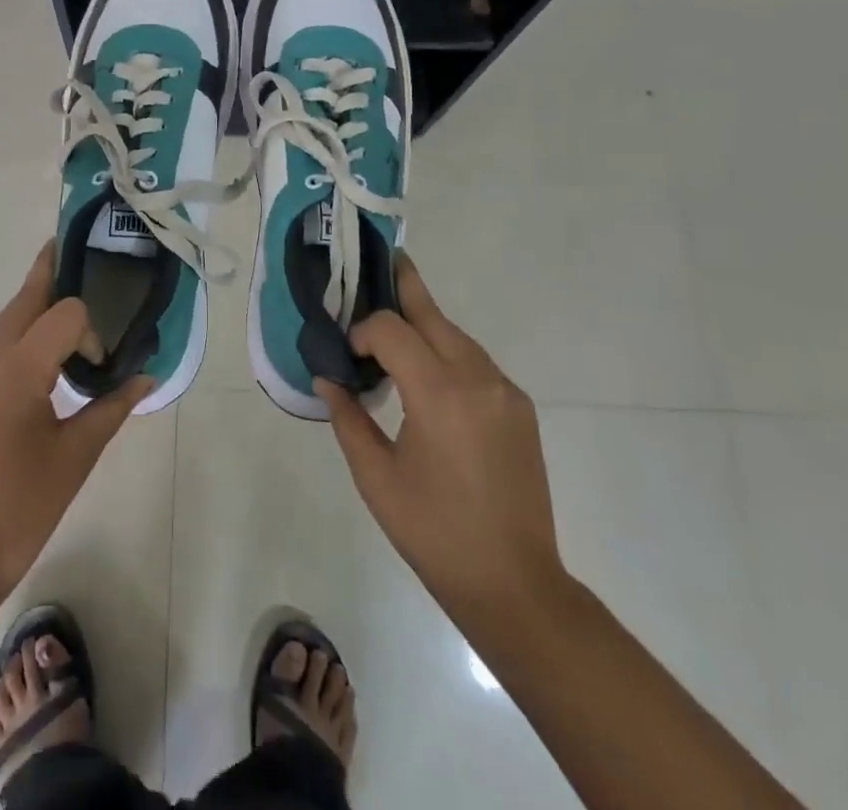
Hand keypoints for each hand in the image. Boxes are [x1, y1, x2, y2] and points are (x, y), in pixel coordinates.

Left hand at [0, 245, 151, 608]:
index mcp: (15, 369)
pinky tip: (26, 377)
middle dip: (52, 279)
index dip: (89, 330)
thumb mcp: (75, 457)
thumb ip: (112, 407)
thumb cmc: (18, 511)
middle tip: (78, 258)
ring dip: (31, 317)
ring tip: (61, 332)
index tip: (98, 365)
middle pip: (24, 299)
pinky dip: (9, 346)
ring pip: (1, 323)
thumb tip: (146, 377)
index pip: (64, 312)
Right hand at [316, 255, 562, 621]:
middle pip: (433, 314)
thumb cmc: (434, 532)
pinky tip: (430, 374)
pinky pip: (477, 362)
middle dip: (403, 287)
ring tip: (395, 323)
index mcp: (439, 393)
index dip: (363, 331)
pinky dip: (448, 352)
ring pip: (457, 335)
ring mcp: (505, 391)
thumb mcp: (376, 477)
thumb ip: (348, 418)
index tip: (347, 355)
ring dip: (425, 324)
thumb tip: (328, 378)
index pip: (392, 330)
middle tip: (379, 261)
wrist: (516, 584)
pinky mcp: (520, 408)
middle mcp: (478, 378)